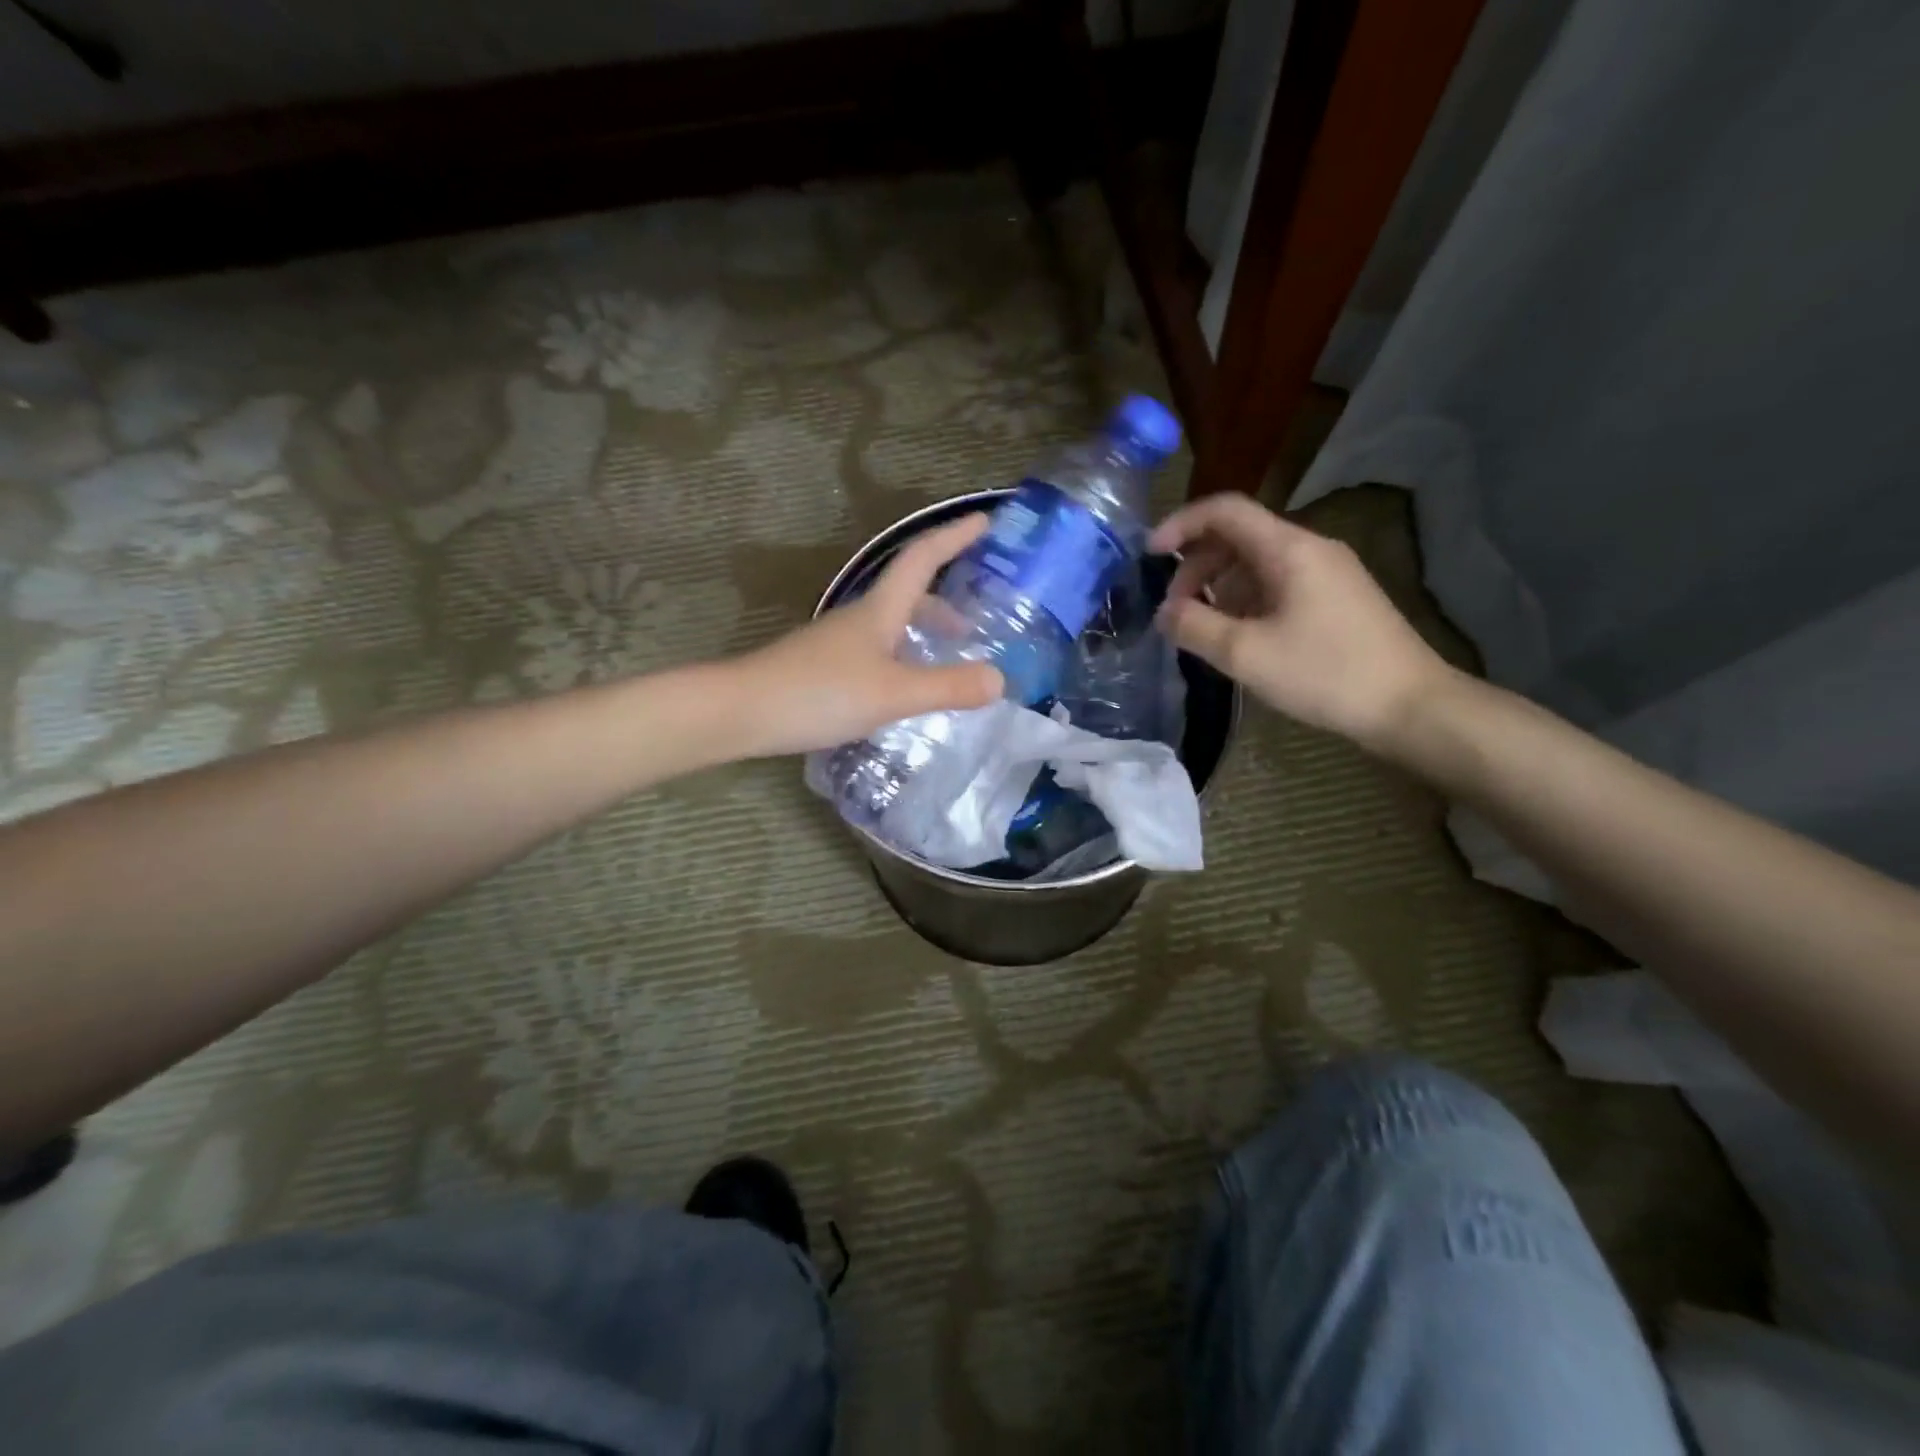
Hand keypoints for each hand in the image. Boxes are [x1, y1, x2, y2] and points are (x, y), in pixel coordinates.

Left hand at [732, 515, 1004, 756]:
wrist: (739, 711)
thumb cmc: (818, 692)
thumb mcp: (892, 693)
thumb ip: (946, 687)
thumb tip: (999, 679)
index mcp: (879, 611)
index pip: (922, 558)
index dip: (954, 537)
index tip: (986, 521)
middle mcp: (859, 620)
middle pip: (908, 594)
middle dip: (945, 601)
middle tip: (975, 623)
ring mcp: (838, 645)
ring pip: (891, 626)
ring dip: (923, 633)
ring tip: (947, 662)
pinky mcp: (823, 670)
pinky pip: (877, 653)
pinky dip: (902, 659)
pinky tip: (905, 691)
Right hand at [1150, 494, 1456, 750]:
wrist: (1410, 706)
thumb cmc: (1325, 673)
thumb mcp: (1246, 654)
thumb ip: (1194, 627)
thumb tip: (1163, 613)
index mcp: (1289, 549)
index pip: (1225, 511)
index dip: (1180, 525)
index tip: (1149, 556)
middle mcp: (1309, 548)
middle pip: (1238, 537)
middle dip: (1196, 567)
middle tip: (1174, 611)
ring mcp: (1326, 573)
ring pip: (1256, 563)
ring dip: (1218, 588)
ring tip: (1201, 630)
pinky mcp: (1335, 598)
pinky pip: (1276, 584)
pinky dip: (1244, 601)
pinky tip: (1237, 637)